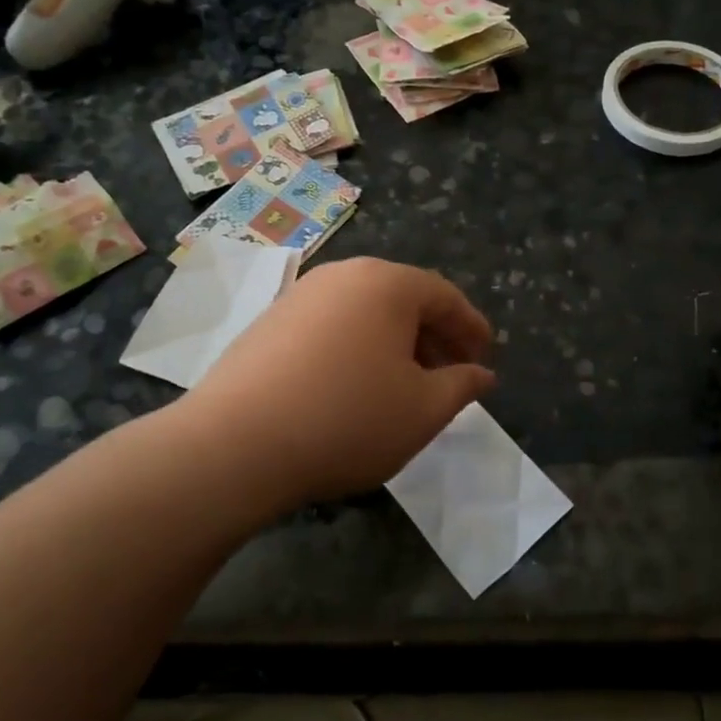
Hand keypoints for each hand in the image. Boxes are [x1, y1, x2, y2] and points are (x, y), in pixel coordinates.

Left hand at [185, 257, 495, 504]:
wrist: (235, 444)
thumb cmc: (348, 420)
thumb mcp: (423, 410)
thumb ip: (462, 386)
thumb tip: (481, 374)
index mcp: (387, 284)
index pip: (444, 297)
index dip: (472, 328)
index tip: (485, 358)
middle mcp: (343, 276)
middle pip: (403, 299)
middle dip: (434, 337)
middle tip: (450, 375)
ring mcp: (300, 296)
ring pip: (365, 314)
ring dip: (395, 344)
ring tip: (405, 385)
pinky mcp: (268, 323)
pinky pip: (331, 327)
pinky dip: (356, 349)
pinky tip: (354, 388)